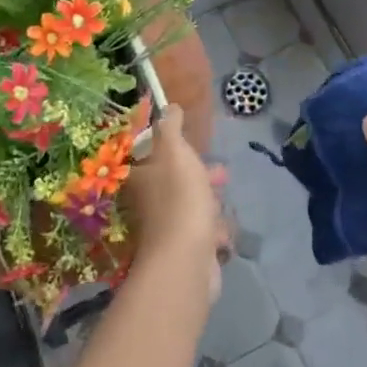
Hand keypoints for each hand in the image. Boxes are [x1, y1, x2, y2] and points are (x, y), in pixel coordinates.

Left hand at [124, 104, 227, 304]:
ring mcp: (166, 230)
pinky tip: (223, 232)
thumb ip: (171, 128)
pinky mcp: (184, 252)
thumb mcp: (175, 152)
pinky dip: (213, 230)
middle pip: (175, 182)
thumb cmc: (180, 197)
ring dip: (209, 202)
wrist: (186, 260)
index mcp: (141, 178)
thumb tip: (168, 106)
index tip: (194, 145)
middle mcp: (148, 204)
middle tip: (221, 173)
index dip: (173, 148)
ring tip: (225, 202)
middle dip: (200, 175)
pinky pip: (201, 234)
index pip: (151, 157)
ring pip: (190, 207)